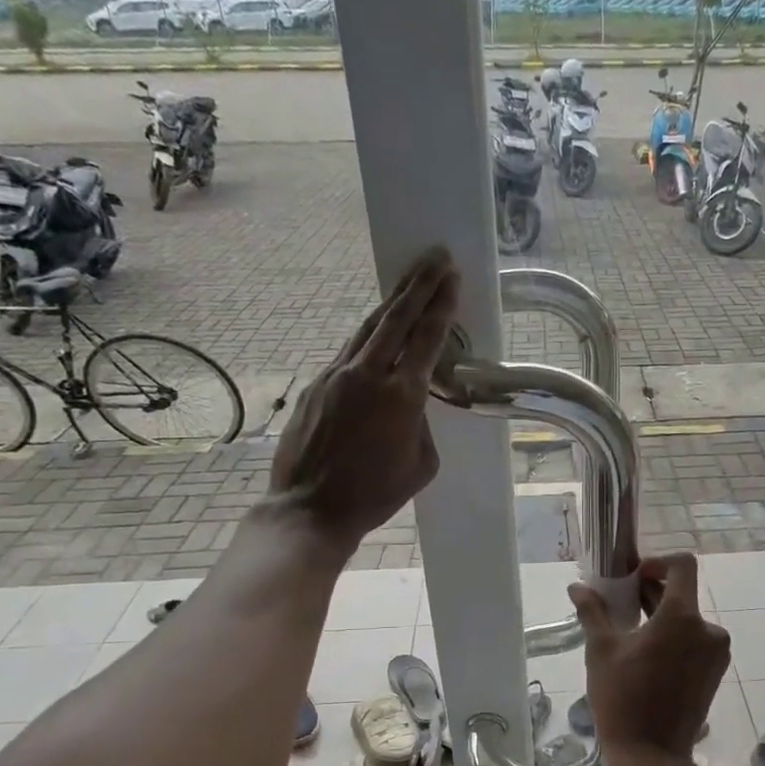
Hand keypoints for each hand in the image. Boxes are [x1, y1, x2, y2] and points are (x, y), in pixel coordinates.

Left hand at [271, 248, 458, 551]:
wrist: (311, 508)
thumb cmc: (376, 494)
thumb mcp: (421, 463)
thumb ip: (422, 423)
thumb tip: (412, 403)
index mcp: (402, 396)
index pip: (426, 338)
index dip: (441, 305)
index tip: (453, 277)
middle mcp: (368, 375)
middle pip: (396, 317)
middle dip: (419, 285)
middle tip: (436, 257)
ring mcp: (337, 375)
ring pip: (369, 328)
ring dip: (392, 302)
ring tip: (410, 279)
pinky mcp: (317, 384)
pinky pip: (350, 351)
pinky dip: (370, 335)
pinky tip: (379, 331)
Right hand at [569, 554, 730, 759]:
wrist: (652, 756)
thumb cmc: (622, 698)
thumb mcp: (601, 650)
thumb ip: (592, 611)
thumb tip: (577, 587)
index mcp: (683, 617)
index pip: (683, 565)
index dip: (658, 562)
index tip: (633, 577)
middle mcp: (708, 630)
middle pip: (683, 594)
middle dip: (652, 593)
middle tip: (620, 605)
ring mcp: (715, 653)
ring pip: (688, 619)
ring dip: (662, 618)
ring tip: (630, 634)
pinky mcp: (715, 673)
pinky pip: (695, 641)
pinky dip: (674, 638)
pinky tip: (647, 656)